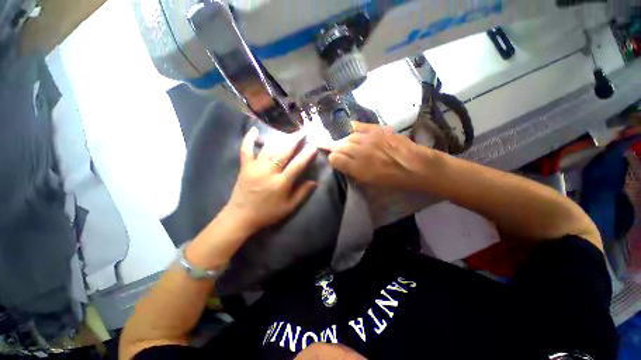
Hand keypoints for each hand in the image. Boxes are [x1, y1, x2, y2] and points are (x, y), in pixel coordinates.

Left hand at [224, 127, 317, 232]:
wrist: (241, 217)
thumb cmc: (267, 213)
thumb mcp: (289, 207)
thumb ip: (302, 193)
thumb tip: (314, 182)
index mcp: (280, 183)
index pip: (296, 165)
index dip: (306, 155)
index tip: (313, 145)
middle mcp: (268, 172)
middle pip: (283, 152)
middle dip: (294, 141)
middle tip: (302, 132)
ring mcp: (255, 167)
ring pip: (268, 149)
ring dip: (279, 139)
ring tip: (288, 132)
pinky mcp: (245, 167)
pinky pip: (246, 150)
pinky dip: (249, 139)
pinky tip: (254, 130)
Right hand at [321, 121, 429, 188]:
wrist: (415, 166)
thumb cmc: (392, 180)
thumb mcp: (370, 183)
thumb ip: (353, 173)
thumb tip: (342, 164)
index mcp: (358, 168)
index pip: (335, 159)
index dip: (332, 159)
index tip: (333, 160)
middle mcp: (360, 151)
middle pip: (339, 145)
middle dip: (333, 148)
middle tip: (331, 148)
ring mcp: (368, 139)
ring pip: (347, 136)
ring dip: (343, 140)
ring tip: (343, 142)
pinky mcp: (377, 130)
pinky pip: (359, 126)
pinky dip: (352, 128)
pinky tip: (350, 128)